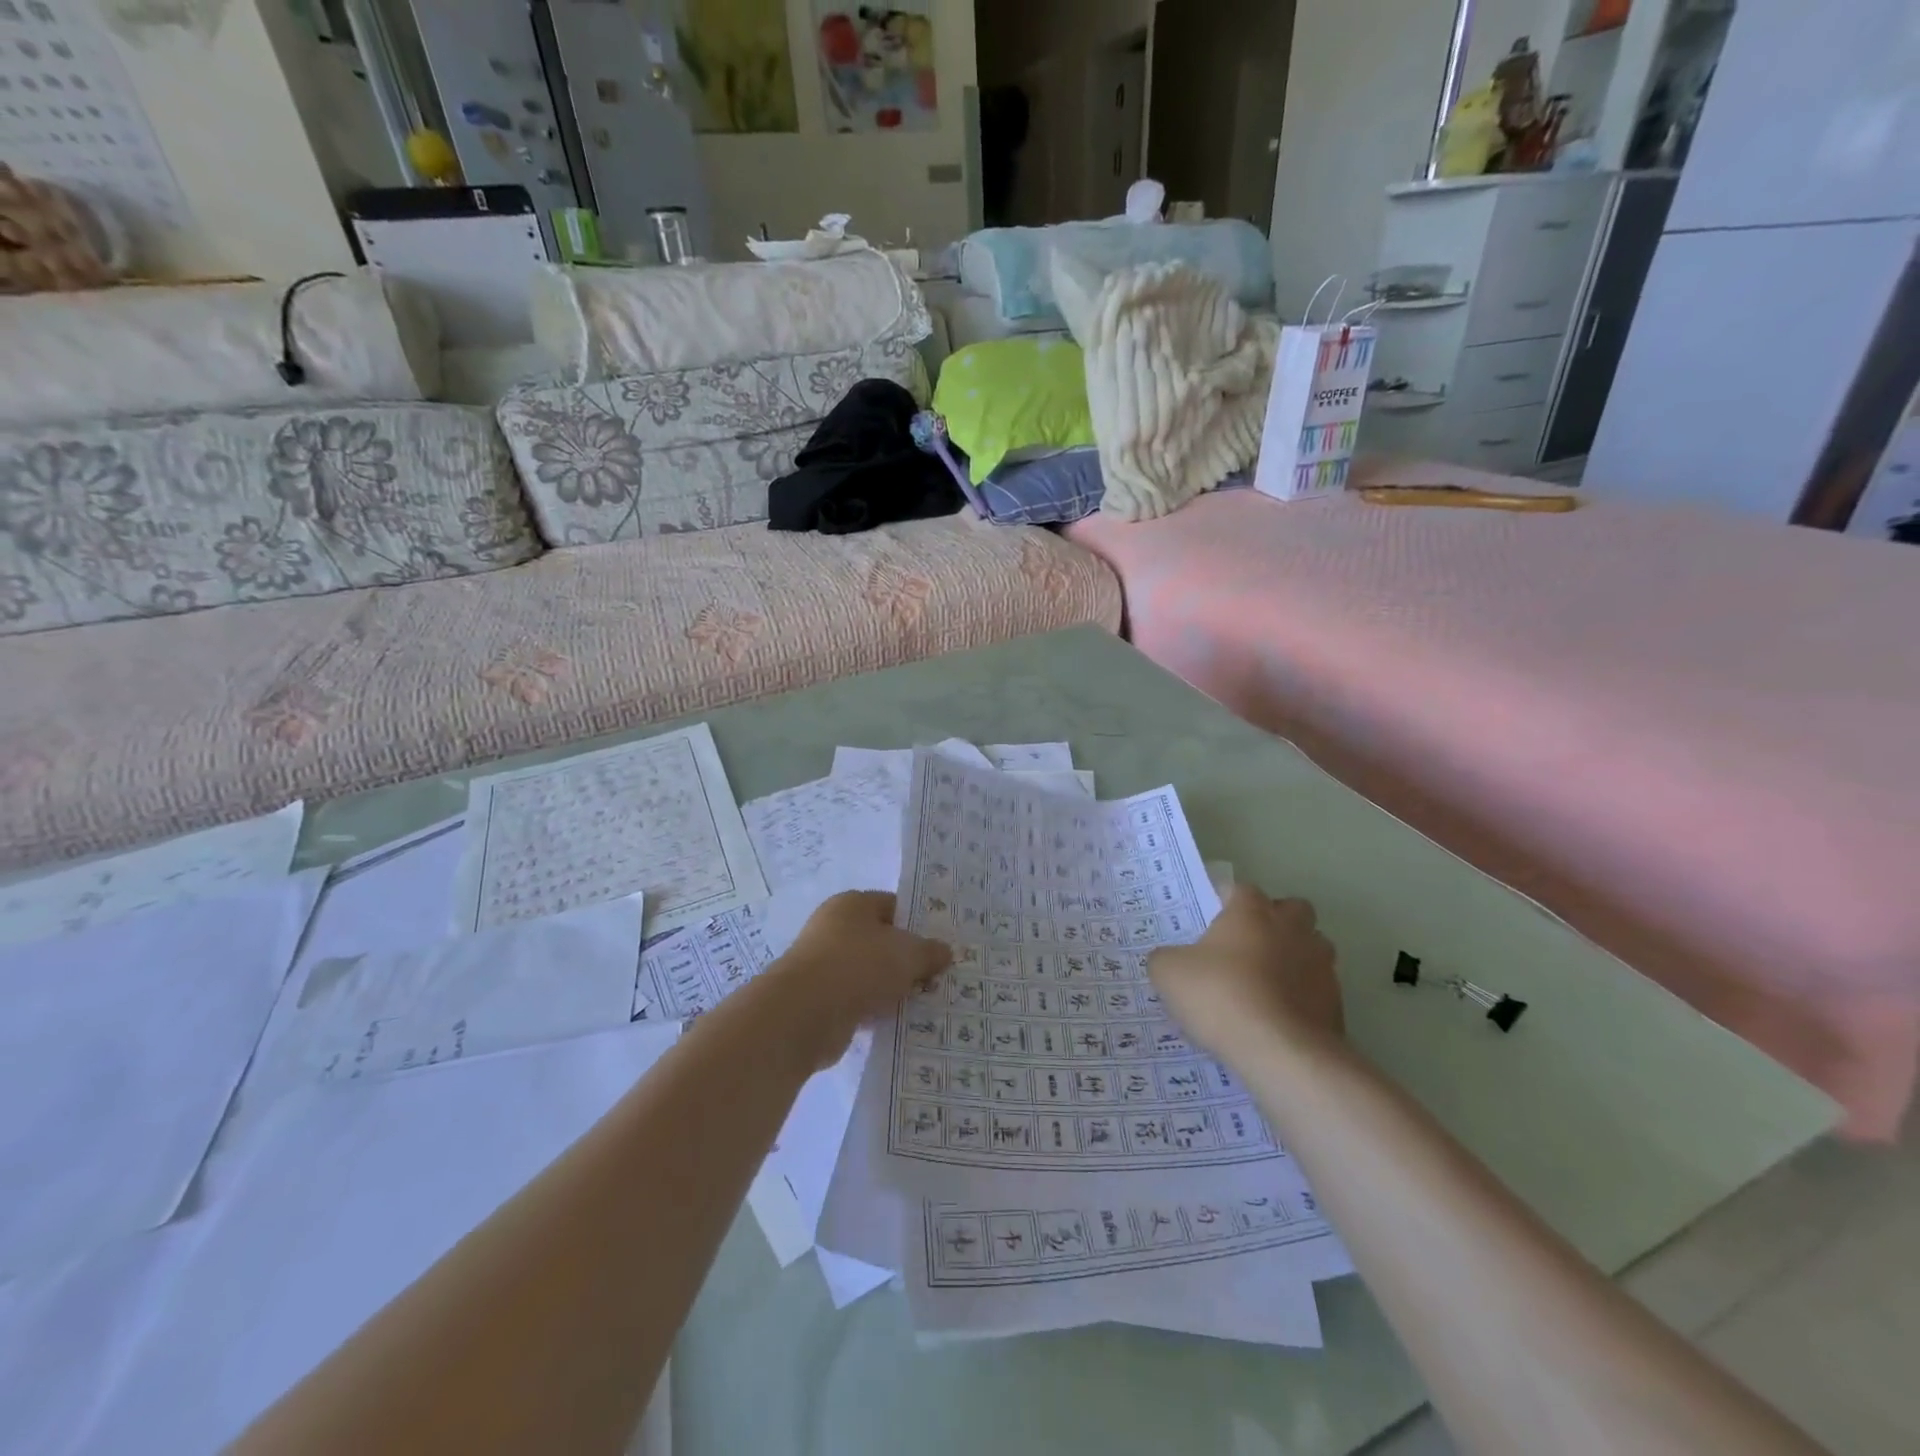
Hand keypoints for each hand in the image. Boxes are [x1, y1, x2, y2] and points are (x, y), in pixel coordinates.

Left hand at [769, 891, 952, 1067]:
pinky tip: (897, 1022)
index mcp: (852, 904)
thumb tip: (945, 952)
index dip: (918, 923)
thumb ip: (930, 951)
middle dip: (906, 959)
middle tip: (936, 976)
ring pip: (869, 972)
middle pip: (880, 940)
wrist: (805, 1013)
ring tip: (923, 1002)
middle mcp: (834, 928)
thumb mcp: (908, 953)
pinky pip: (857, 1000)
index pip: (892, 906)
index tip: (940, 945)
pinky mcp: (820, 1000)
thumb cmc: (859, 965)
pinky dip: (874, 1009)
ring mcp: (824, 965)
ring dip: (891, 987)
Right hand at [1148, 887, 1341, 1059]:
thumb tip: (1170, 960)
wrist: (1281, 1052)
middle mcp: (1291, 929)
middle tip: (1247, 946)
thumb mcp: (1169, 973)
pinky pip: (1318, 988)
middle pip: (1292, 909)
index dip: (1226, 901)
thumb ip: (1166, 958)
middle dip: (1275, 921)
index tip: (1212, 919)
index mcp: (1252, 912)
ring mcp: (1320, 965)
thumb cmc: (1221, 996)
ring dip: (1295, 956)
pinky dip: (1304, 996)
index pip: (1242, 890)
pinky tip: (1280, 1016)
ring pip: (1313, 947)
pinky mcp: (1336, 1003)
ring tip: (1268, 982)